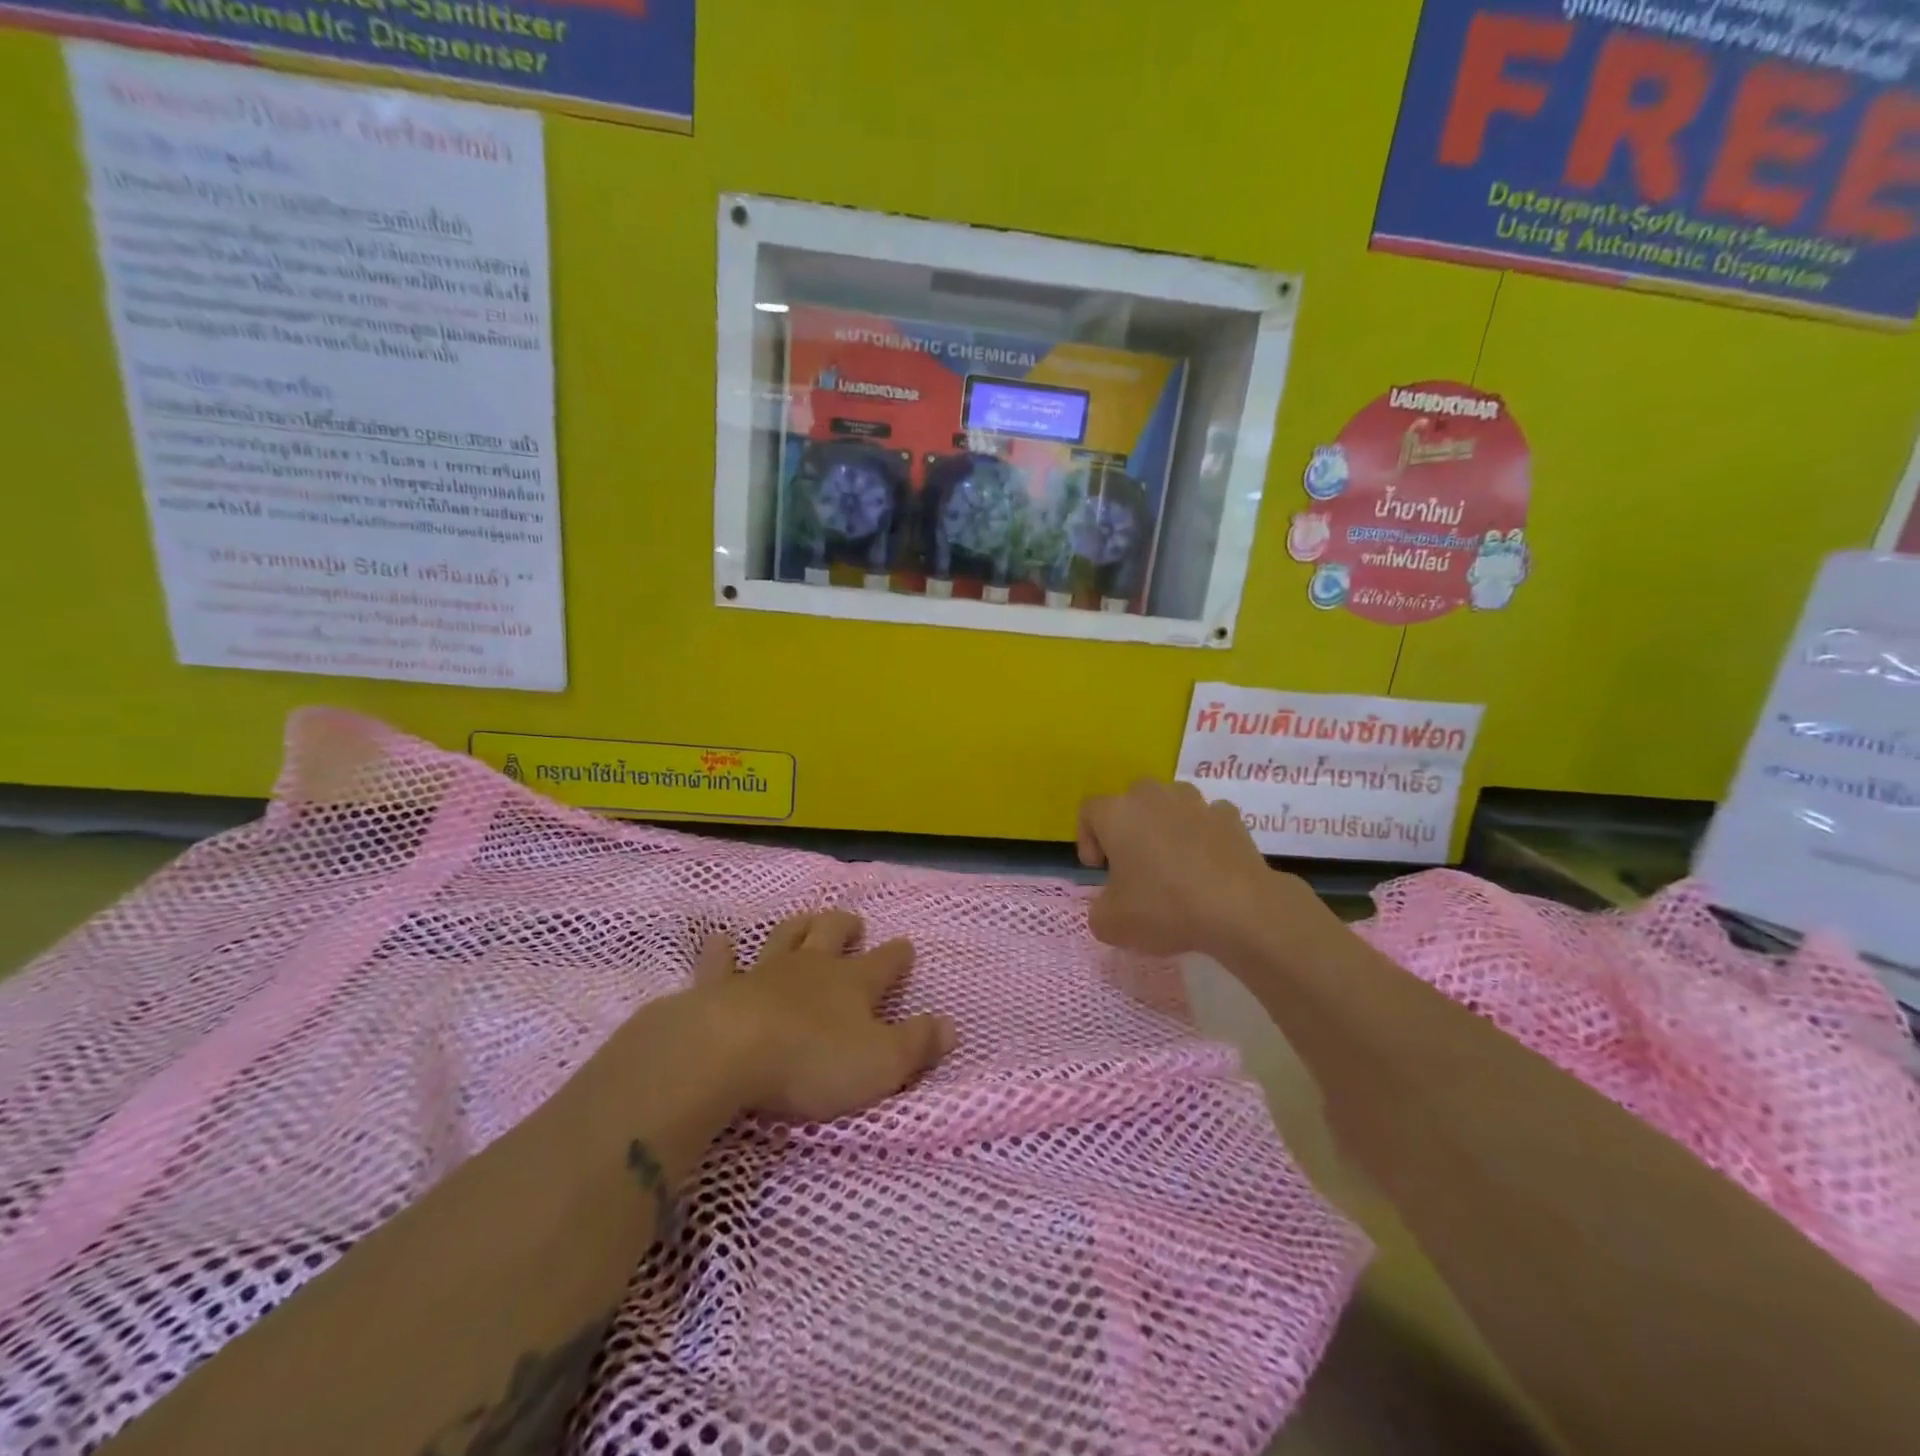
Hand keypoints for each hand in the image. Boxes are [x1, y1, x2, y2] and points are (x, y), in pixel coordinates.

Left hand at [692, 910, 954, 1121]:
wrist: (730, 1052)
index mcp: (854, 983)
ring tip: (806, 920)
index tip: (907, 947)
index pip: (885, 963)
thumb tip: (951, 1025)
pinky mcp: (721, 987)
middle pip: (832, 934)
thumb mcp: (881, 1063)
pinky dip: (722, 950)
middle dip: (846, 926)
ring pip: (785, 936)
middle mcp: (812, 967)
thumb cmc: (813, 1061)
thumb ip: (917, 1044)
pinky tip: (720, 940)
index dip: (898, 955)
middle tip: (854, 924)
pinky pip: (721, 962)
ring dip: (798, 926)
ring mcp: (764, 972)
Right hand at [1077, 779, 1298, 958]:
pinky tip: (1207, 865)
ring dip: (1165, 826)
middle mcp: (1152, 796)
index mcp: (1117, 813)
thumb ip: (1099, 910)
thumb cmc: (1163, 907)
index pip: (1089, 812)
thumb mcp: (1111, 923)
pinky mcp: (1229, 816)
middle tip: (1133, 865)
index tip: (1099, 870)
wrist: (1239, 908)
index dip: (1087, 839)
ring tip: (1173, 863)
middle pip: (1130, 802)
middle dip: (1128, 828)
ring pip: (1169, 804)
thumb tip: (1109, 905)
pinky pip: (1205, 819)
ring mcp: (1194, 801)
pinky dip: (1202, 835)